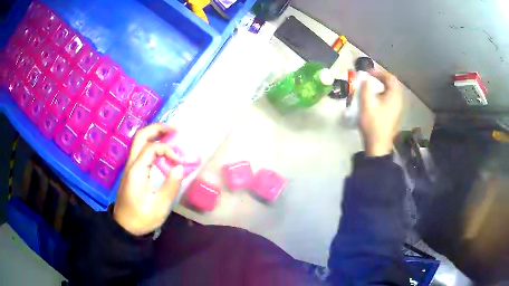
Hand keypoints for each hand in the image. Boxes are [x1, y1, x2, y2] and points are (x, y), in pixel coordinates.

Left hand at [114, 124, 183, 235]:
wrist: (125, 227)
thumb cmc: (142, 218)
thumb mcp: (160, 206)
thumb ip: (171, 186)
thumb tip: (180, 167)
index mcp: (137, 171)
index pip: (152, 148)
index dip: (168, 150)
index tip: (179, 163)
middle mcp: (131, 164)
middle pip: (141, 137)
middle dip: (157, 129)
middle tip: (175, 129)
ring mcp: (130, 167)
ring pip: (139, 142)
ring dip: (154, 135)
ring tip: (170, 134)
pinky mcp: (132, 172)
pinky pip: (140, 151)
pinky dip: (151, 144)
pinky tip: (162, 149)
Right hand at [359, 70, 402, 156]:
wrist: (378, 145)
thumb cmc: (373, 123)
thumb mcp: (366, 103)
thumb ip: (366, 88)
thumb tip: (365, 79)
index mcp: (394, 95)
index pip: (390, 77)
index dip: (379, 72)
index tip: (368, 73)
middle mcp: (399, 100)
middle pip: (393, 84)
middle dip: (381, 79)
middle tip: (370, 79)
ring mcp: (398, 109)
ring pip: (392, 92)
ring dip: (383, 87)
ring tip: (372, 88)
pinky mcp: (395, 115)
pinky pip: (391, 99)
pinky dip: (384, 95)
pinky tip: (376, 100)